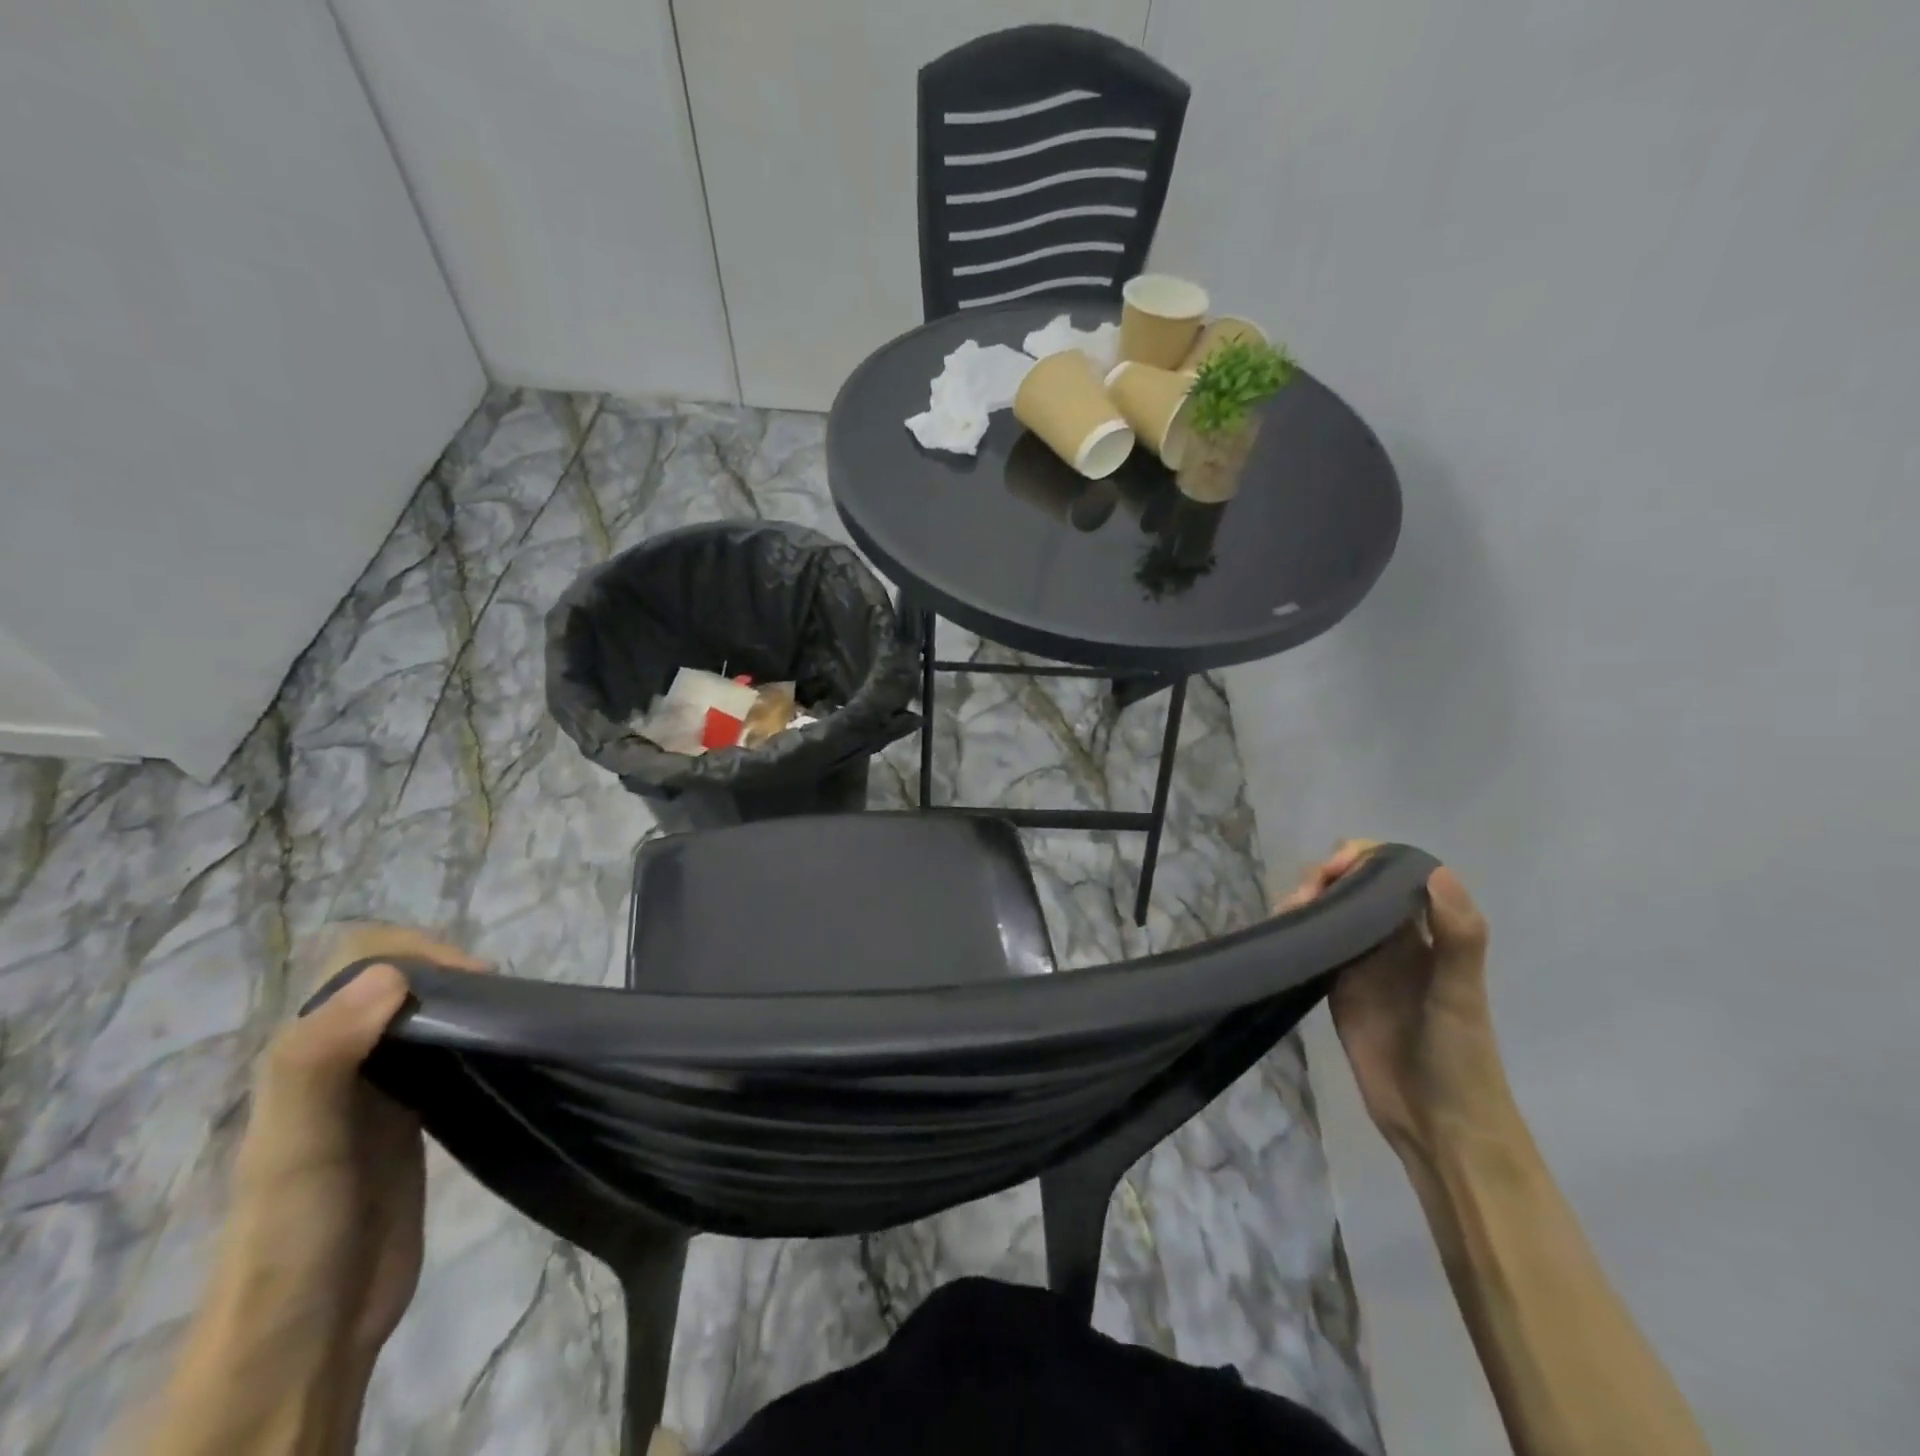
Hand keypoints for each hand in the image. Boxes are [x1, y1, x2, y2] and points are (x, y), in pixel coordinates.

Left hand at [149, 926, 486, 1455]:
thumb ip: (319, 1059)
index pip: (362, 958)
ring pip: (424, 1013)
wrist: (307, 1333)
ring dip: (466, 1001)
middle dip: (451, 970)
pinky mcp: (411, 1118)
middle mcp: (341, 1058)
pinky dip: (475, 1037)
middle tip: (501, 997)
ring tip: (511, 1017)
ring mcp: (379, 1089)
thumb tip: (390, 974)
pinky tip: (503, 1051)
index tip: (475, 979)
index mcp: (307, 1052)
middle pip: (398, 978)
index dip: (419, 951)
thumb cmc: (295, 1232)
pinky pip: (444, 1053)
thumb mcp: (294, 1146)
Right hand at [1276, 841, 1504, 1158]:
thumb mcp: (1461, 996)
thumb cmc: (1461, 1059)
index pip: (1396, 873)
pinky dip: (1296, 930)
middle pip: (1357, 885)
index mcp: (1428, 932)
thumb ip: (1457, 936)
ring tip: (1287, 914)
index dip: (1366, 858)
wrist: (1438, 1126)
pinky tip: (1280, 930)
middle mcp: (1394, 939)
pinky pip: (1315, 943)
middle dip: (1328, 875)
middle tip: (1306, 897)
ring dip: (1308, 900)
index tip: (1337, 868)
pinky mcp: (1338, 986)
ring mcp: (1364, 962)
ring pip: (1332, 910)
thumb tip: (1435, 871)